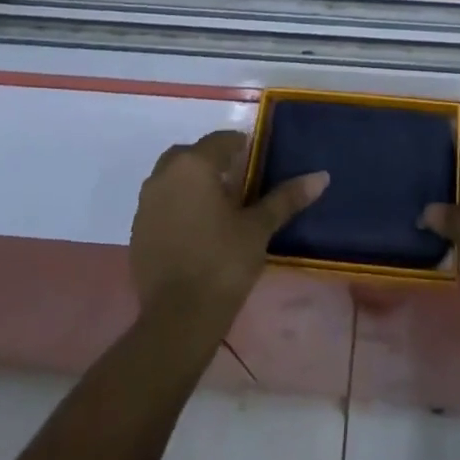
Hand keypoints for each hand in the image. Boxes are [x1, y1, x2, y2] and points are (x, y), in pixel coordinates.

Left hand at [129, 131, 328, 326]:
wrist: (178, 319)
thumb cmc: (223, 263)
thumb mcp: (258, 228)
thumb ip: (286, 198)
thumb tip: (322, 176)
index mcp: (194, 165)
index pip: (222, 140)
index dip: (242, 147)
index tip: (259, 162)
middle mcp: (164, 175)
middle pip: (192, 155)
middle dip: (214, 161)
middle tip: (239, 183)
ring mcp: (146, 203)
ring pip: (173, 178)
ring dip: (193, 182)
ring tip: (219, 206)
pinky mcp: (137, 230)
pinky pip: (161, 203)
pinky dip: (178, 205)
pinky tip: (197, 229)